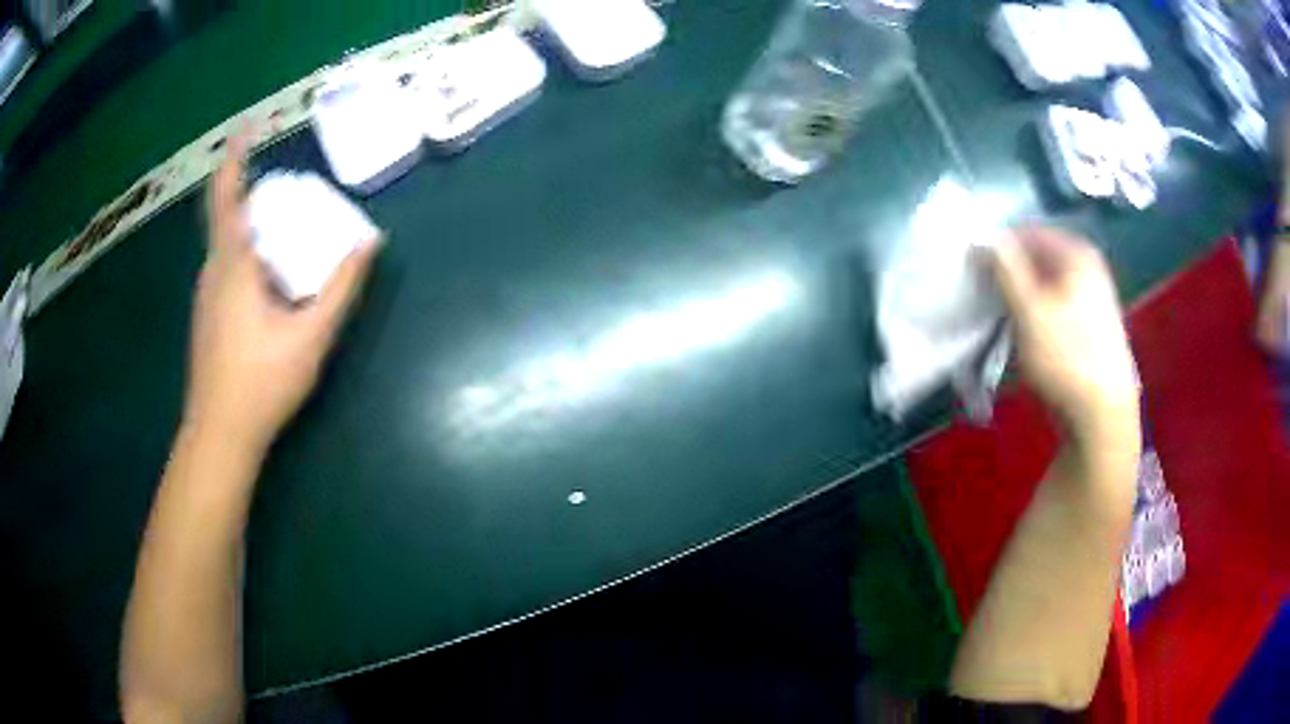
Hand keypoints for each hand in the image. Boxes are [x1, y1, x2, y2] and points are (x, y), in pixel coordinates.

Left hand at [184, 136, 380, 455]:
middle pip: (227, 218)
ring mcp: (206, 298)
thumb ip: (341, 287)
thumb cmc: (261, 383)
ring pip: (226, 246)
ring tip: (282, 231)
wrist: (220, 435)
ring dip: (250, 228)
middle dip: (252, 195)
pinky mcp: (207, 318)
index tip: (245, 128)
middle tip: (287, 192)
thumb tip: (369, 242)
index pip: (227, 198)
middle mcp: (212, 274)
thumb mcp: (311, 336)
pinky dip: (246, 256)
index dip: (235, 160)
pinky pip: (226, 269)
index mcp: (232, 266)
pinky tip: (269, 281)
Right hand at [987, 227, 1137, 446]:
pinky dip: (1036, 315)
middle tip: (984, 297)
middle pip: (1037, 258)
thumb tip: (981, 238)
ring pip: (1045, 285)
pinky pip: (1055, 307)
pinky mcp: (1090, 326)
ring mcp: (1092, 297)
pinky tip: (1024, 337)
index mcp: (1076, 252)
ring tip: (1000, 320)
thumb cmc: (1066, 358)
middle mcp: (1087, 267)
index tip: (973, 272)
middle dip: (1008, 275)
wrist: (1102, 416)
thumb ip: (1005, 268)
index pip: (1025, 232)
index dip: (997, 247)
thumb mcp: (1029, 310)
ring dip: (1020, 298)